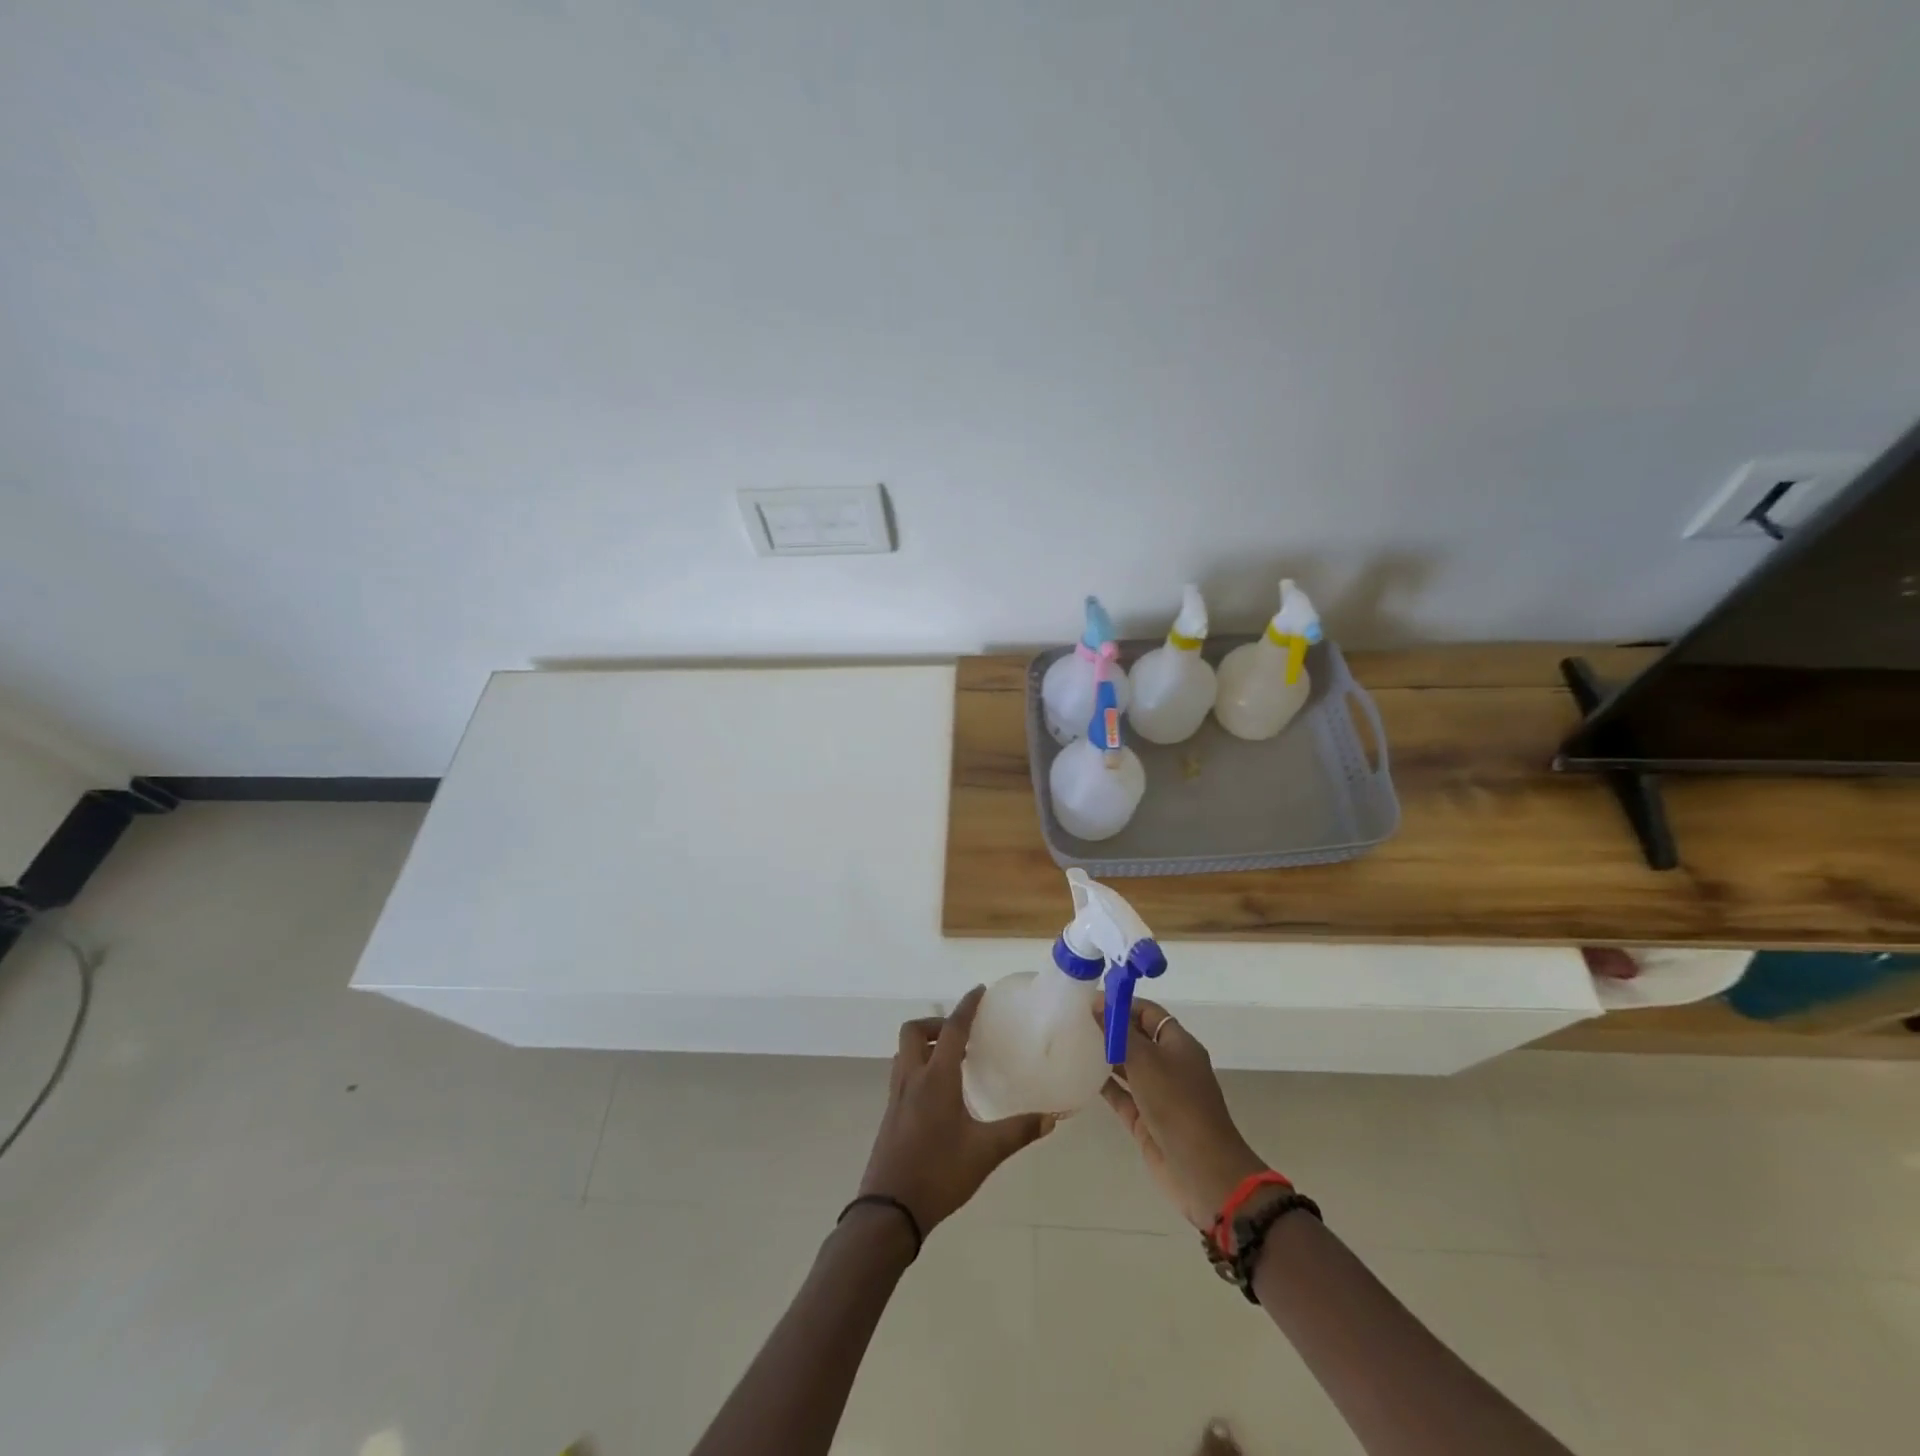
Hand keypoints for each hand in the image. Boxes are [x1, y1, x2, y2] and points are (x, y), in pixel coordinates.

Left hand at [857, 985, 1054, 1233]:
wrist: (889, 1212)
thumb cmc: (939, 1174)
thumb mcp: (985, 1153)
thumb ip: (1018, 1131)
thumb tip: (1052, 1117)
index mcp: (935, 1079)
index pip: (952, 1029)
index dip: (966, 1007)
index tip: (979, 991)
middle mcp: (912, 1078)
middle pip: (915, 1031)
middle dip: (937, 1024)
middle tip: (962, 1036)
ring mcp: (896, 1096)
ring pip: (905, 1051)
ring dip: (926, 1044)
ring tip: (953, 1060)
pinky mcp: (890, 1114)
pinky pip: (903, 1072)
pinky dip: (919, 1066)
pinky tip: (940, 1093)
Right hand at [1096, 996, 1266, 1229]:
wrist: (1202, 1171)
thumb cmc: (1176, 1103)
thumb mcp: (1146, 1060)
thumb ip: (1119, 1031)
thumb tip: (1098, 1002)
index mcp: (1178, 1044)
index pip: (1148, 1013)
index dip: (1121, 1004)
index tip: (1089, 1001)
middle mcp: (1169, 1065)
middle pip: (1137, 1038)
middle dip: (1110, 1028)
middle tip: (1074, 1020)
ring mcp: (1157, 1094)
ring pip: (1127, 1067)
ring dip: (1104, 1056)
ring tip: (1071, 1042)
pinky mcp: (1145, 1120)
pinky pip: (1121, 1095)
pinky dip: (1103, 1085)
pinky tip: (1078, 1075)